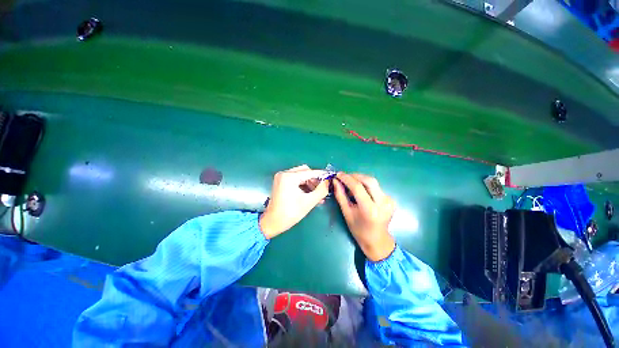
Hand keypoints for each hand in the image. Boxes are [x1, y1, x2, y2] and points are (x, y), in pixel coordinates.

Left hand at [260, 165, 329, 238]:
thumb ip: (321, 190)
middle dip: (314, 179)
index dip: (321, 175)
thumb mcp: (309, 202)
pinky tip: (310, 194)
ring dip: (309, 183)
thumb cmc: (290, 213)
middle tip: (322, 189)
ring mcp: (281, 177)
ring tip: (317, 194)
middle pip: (305, 171)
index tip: (330, 177)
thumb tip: (328, 182)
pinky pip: (295, 180)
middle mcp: (284, 173)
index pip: (310, 172)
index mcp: (289, 177)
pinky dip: (303, 185)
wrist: (273, 222)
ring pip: (300, 175)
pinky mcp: (280, 182)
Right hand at [333, 173, 395, 261]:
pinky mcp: (391, 199)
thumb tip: (336, 181)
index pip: (358, 187)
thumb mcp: (346, 213)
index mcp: (370, 210)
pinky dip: (366, 185)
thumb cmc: (358, 229)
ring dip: (360, 179)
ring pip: (373, 182)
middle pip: (369, 181)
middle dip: (355, 176)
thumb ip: (340, 195)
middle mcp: (382, 203)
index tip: (338, 174)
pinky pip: (376, 187)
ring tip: (350, 183)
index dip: (347, 179)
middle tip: (344, 177)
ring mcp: (389, 201)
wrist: (377, 239)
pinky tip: (360, 190)